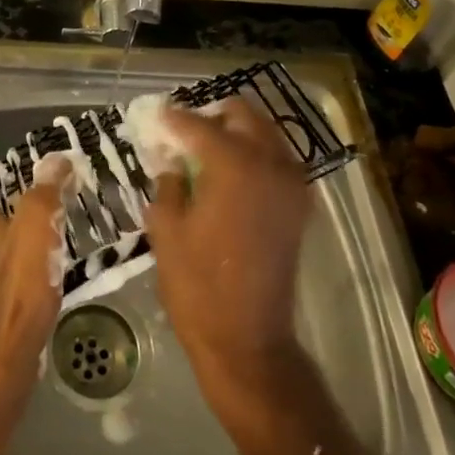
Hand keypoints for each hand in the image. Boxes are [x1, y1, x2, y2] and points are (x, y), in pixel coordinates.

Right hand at [142, 98, 311, 406]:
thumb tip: (172, 162)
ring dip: (236, 132)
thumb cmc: (197, 285)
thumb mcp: (166, 228)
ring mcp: (292, 183)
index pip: (198, 125)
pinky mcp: (299, 205)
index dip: (172, 118)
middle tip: (182, 130)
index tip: (154, 115)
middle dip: (211, 116)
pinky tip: (229, 173)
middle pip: (242, 115)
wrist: (247, 339)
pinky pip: (277, 160)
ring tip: (204, 149)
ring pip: (264, 133)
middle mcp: (270, 163)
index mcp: (234, 165)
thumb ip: (168, 182)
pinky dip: (254, 154)